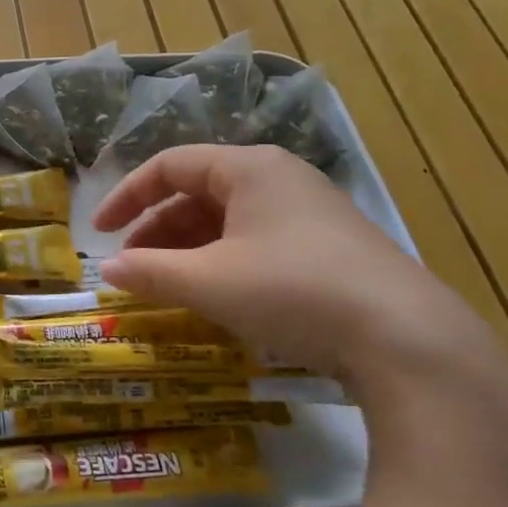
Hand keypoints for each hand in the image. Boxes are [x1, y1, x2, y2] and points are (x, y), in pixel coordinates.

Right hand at [91, 145, 488, 393]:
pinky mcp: (330, 249)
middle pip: (199, 193)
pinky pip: (258, 243)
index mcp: (248, 168)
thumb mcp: (209, 282)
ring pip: (229, 221)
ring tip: (167, 287)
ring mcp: (309, 213)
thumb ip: (151, 273)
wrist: (408, 340)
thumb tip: (106, 272)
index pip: (170, 166)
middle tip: (133, 268)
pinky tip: (217, 297)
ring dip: (189, 251)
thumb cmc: (293, 290)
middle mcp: (279, 179)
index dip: (127, 197)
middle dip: (158, 231)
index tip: (99, 233)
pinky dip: (224, 263)